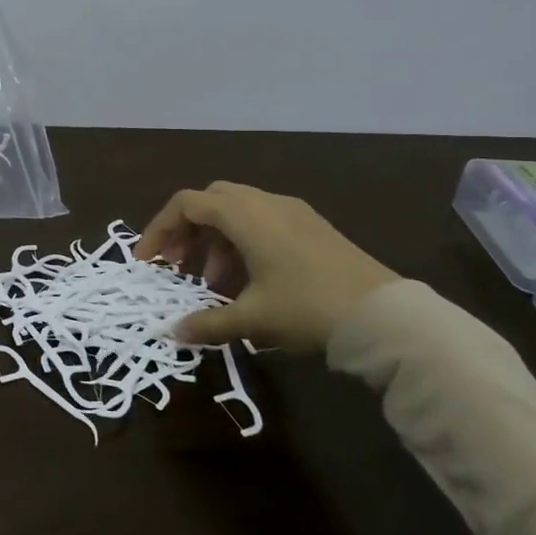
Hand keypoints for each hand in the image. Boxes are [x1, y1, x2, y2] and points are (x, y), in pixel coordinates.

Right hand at [135, 182, 397, 352]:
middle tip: (177, 265)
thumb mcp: (252, 318)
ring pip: (238, 212)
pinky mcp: (313, 227)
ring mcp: (293, 213)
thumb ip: (207, 323)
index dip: (160, 229)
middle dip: (187, 231)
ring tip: (212, 283)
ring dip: (215, 240)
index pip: (187, 204)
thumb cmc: (308, 308)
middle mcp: (267, 203)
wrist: (386, 316)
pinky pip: (263, 221)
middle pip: (211, 201)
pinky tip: (248, 280)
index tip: (148, 261)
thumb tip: (172, 333)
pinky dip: (242, 242)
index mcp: (246, 216)